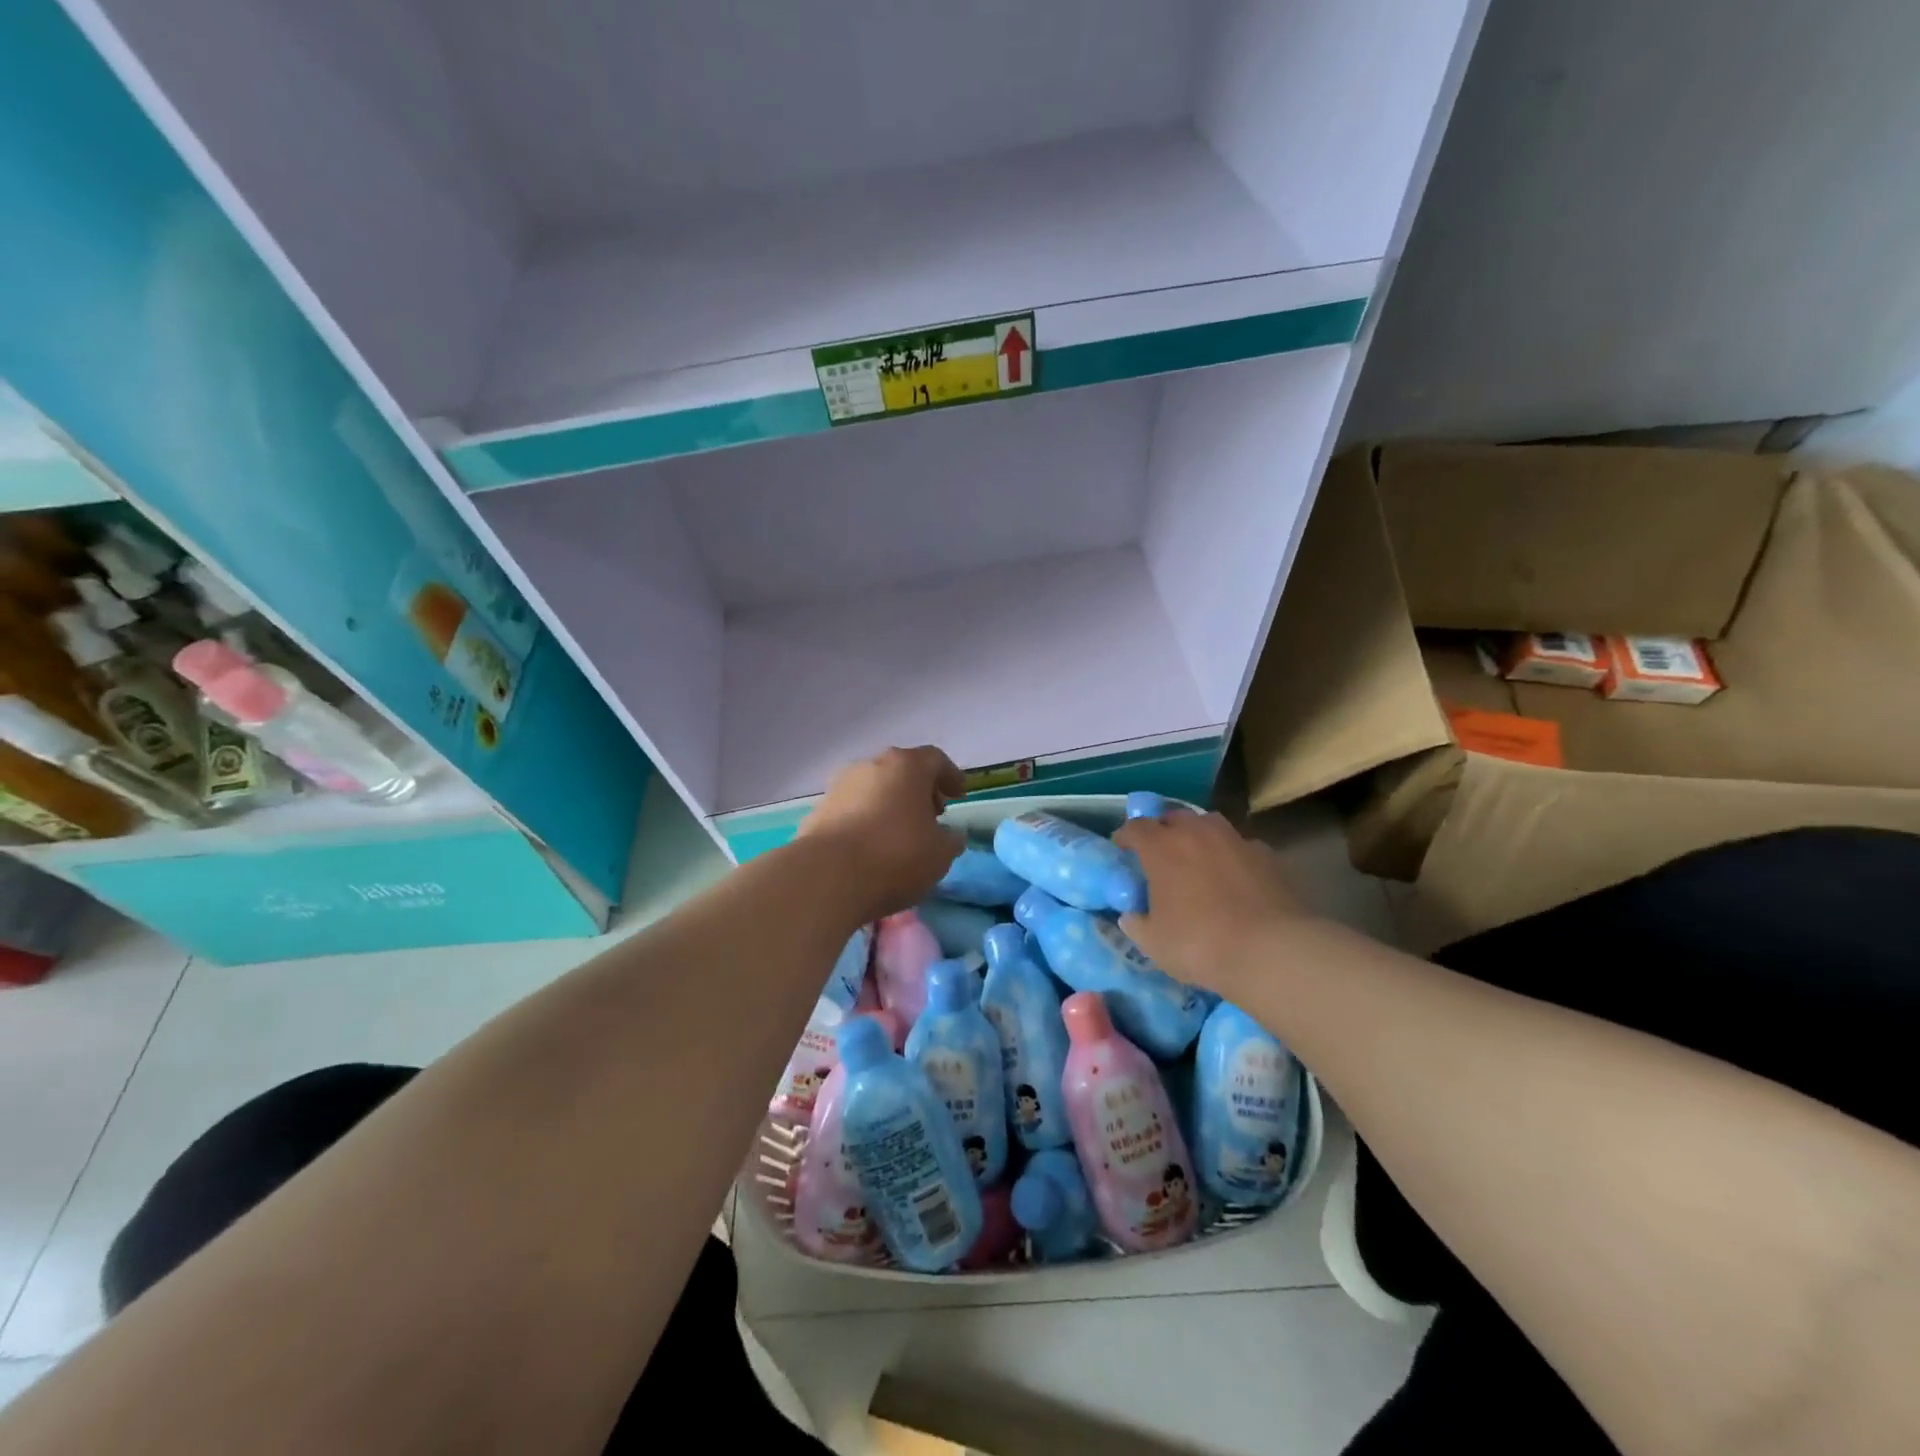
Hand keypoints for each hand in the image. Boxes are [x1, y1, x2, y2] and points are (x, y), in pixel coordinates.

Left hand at [800, 747, 966, 922]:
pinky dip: (865, 821)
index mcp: (906, 766)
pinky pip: (851, 810)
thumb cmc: (896, 856)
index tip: (959, 795)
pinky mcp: (817, 811)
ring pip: (873, 789)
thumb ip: (950, 840)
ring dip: (890, 805)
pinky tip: (871, 847)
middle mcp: (871, 766)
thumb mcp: (940, 853)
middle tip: (932, 814)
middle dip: (919, 790)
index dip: (950, 776)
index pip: (935, 760)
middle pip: (901, 771)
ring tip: (900, 833)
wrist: (827, 877)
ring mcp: (839, 787)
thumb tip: (950, 835)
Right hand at [1112, 810, 1305, 995]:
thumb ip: (1136, 923)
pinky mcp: (1267, 854)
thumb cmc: (1200, 944)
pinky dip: (1232, 856)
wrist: (1271, 951)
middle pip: (1173, 817)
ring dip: (1198, 837)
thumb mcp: (1153, 943)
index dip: (1125, 836)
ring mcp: (1235, 839)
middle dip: (1163, 830)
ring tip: (1198, 859)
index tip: (1122, 848)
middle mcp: (1196, 833)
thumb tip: (1132, 916)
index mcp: (1162, 847)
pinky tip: (1235, 877)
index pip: (1135, 828)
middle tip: (1160, 853)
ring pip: (1209, 825)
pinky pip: (1240, 846)